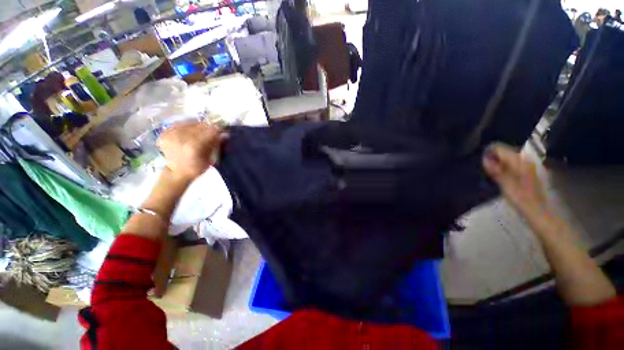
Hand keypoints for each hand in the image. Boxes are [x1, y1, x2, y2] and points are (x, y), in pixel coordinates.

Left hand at [158, 121, 226, 182]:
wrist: (176, 173)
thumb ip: (216, 144)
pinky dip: (185, 127)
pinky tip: (188, 133)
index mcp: (194, 145)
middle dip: (207, 128)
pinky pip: (179, 125)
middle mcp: (181, 137)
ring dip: (196, 127)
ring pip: (189, 124)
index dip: (217, 130)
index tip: (221, 131)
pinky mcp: (164, 133)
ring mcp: (171, 134)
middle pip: (199, 126)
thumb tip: (225, 134)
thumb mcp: (210, 159)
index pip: (210, 131)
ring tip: (200, 132)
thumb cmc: (196, 168)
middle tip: (211, 131)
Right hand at [482, 143, 547, 219]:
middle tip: (483, 167)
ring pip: (508, 158)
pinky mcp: (527, 172)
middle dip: (493, 157)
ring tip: (489, 171)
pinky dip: (504, 167)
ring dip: (498, 162)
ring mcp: (527, 165)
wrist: (538, 211)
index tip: (479, 161)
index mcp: (519, 161)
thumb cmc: (521, 199)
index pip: (499, 148)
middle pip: (504, 152)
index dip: (488, 152)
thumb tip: (484, 157)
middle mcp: (525, 159)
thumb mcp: (505, 184)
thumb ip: (495, 169)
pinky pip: (512, 164)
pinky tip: (499, 175)